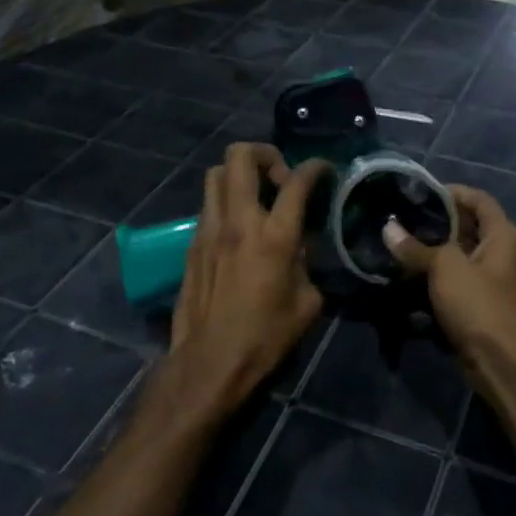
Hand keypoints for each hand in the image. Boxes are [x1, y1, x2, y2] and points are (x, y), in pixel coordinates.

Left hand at [152, 143, 326, 424]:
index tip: (324, 170)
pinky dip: (226, 202)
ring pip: (216, 173)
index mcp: (274, 236)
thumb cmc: (265, 337)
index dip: (315, 167)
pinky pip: (208, 204)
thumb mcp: (307, 302)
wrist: (210, 361)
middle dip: (265, 154)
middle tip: (280, 178)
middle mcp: (238, 221)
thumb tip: (300, 247)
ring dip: (240, 174)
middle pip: (241, 156)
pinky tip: (238, 229)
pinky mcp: (191, 243)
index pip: (297, 181)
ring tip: (257, 197)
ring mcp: (209, 228)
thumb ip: (307, 263)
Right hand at [382, 186, 515, 385]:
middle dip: (438, 221)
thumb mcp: (444, 268)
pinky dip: (436, 274)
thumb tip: (388, 227)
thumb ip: (415, 247)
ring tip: (401, 241)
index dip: (452, 192)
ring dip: (434, 249)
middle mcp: (501, 251)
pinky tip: (409, 273)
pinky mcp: (480, 302)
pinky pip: (456, 279)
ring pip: (459, 254)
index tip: (421, 192)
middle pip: (469, 226)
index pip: (479, 199)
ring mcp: (491, 278)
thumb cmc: (477, 303)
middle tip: (404, 216)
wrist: (499, 360)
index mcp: (502, 234)